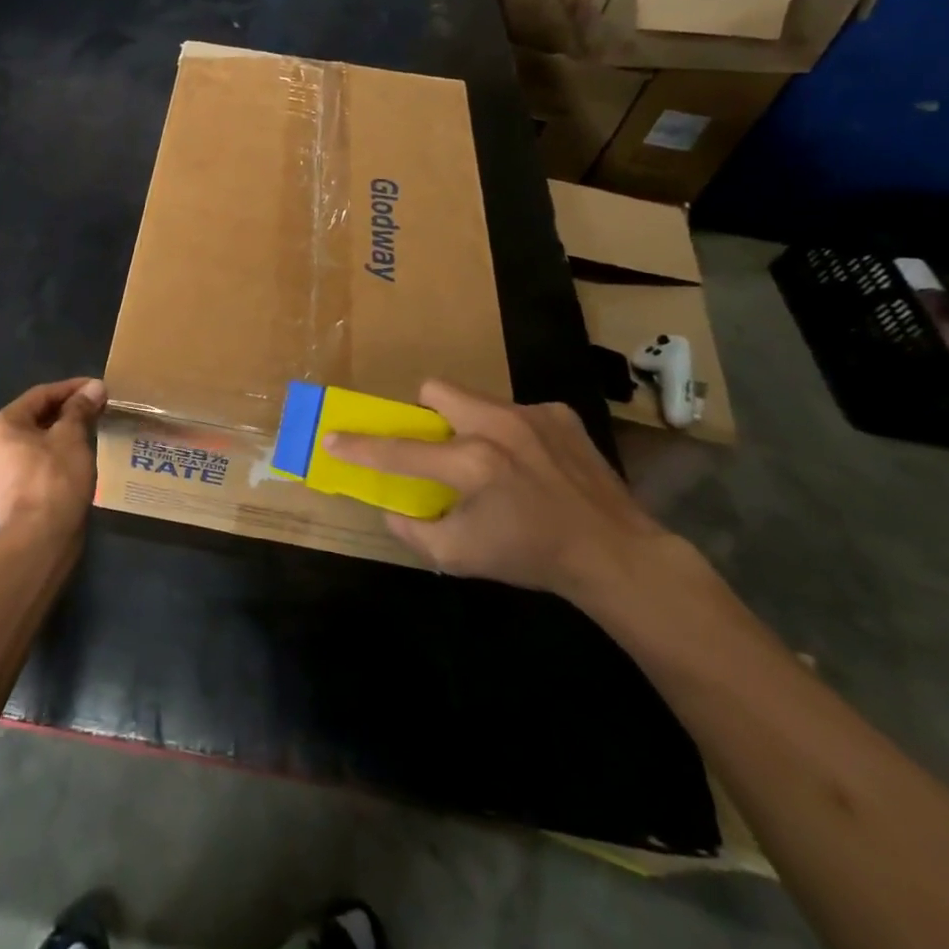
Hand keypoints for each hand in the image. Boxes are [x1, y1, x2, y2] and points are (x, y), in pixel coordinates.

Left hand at [0, 378, 105, 535]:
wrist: (38, 541)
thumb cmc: (54, 479)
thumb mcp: (71, 437)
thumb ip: (80, 409)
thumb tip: (94, 387)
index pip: (40, 395)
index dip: (72, 389)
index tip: (98, 388)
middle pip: (34, 418)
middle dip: (67, 412)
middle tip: (97, 409)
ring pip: (33, 442)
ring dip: (61, 435)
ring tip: (90, 432)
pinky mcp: (6, 495)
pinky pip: (32, 464)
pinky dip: (53, 456)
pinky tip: (75, 459)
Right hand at [324, 379, 666, 600]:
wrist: (617, 554)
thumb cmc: (532, 557)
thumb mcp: (460, 557)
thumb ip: (412, 531)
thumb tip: (390, 508)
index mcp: (472, 463)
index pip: (399, 450)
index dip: (359, 446)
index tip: (331, 437)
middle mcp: (498, 426)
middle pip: (435, 390)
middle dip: (424, 413)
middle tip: (436, 446)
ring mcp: (532, 414)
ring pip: (476, 399)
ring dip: (468, 424)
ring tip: (491, 461)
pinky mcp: (560, 414)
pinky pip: (515, 411)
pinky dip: (510, 433)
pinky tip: (530, 464)